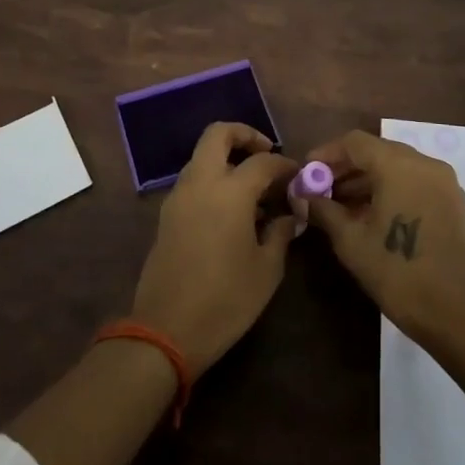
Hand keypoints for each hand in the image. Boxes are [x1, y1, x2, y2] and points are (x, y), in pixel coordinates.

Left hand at [130, 122, 299, 376]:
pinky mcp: (167, 214)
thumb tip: (290, 216)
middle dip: (244, 135)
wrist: (166, 329)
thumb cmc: (225, 300)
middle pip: (218, 134)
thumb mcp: (266, 270)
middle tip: (266, 155)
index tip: (299, 176)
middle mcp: (201, 182)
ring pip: (202, 156)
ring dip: (226, 158)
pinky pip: (193, 180)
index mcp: (230, 191)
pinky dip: (213, 179)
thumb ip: (280, 233)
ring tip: (252, 188)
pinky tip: (232, 210)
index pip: (263, 161)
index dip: (285, 165)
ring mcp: (179, 196)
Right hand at [305, 130, 464, 349]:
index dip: (327, 153)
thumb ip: (323, 209)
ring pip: (396, 165)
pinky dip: (389, 188)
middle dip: (345, 167)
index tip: (307, 172)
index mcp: (399, 165)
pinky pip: (413, 181)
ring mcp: (442, 181)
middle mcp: (424, 163)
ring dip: (366, 179)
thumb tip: (301, 195)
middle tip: (320, 188)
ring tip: (338, 204)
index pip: (355, 142)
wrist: (454, 314)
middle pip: (377, 151)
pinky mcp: (451, 201)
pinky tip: (368, 212)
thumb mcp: (350, 240)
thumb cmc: (396, 272)